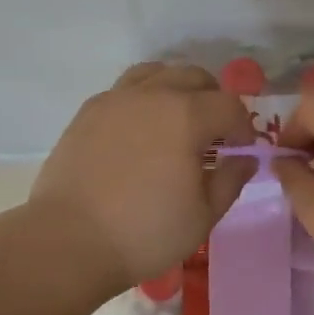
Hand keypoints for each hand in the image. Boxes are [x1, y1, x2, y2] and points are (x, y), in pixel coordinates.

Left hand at [29, 61, 255, 296]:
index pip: (229, 106)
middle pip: (195, 77)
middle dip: (213, 100)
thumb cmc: (145, 232)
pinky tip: (141, 129)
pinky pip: (125, 89)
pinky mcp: (88, 111)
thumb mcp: (203, 216)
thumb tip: (245, 159)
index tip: (240, 151)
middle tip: (214, 134)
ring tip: (177, 120)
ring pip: (157, 72)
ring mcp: (116, 99)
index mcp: (186, 116)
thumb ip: (231, 180)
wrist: (68, 241)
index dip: (243, 127)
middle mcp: (153, 94)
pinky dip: (144, 98)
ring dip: (177, 89)